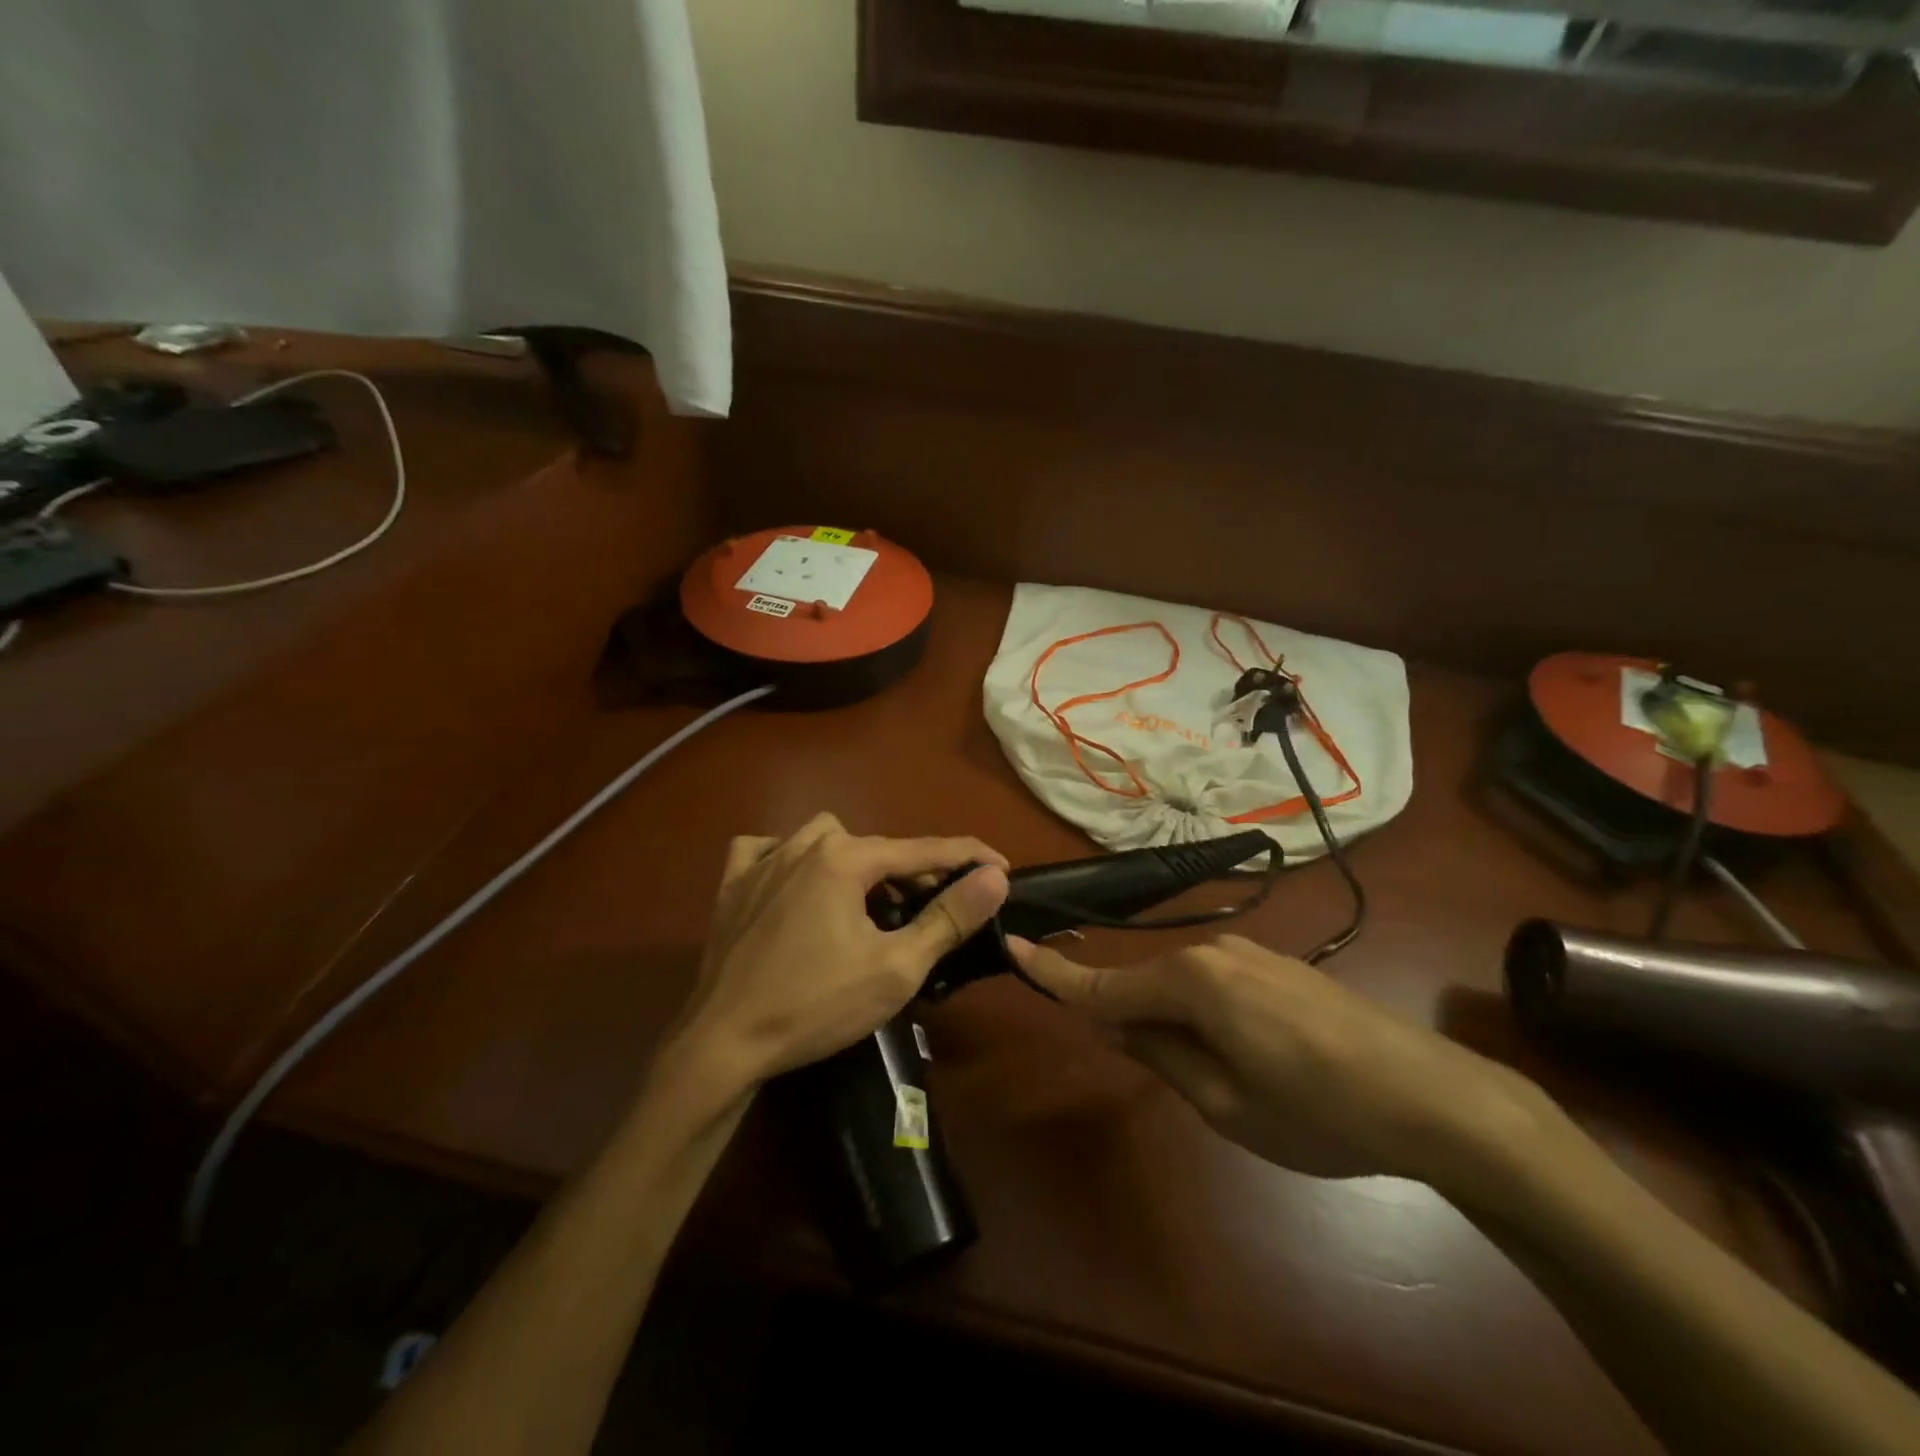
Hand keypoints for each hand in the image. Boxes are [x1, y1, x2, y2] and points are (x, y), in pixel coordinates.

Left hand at [670, 814, 1010, 1085]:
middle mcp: (803, 844)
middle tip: (931, 908)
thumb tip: (994, 876)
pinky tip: (794, 883)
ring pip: (823, 838)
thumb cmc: (816, 1005)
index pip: (923, 848)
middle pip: (875, 846)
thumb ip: (949, 917)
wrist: (722, 1044)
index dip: (968, 857)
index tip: (1001, 866)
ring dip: (854, 861)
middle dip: (911, 870)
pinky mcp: (732, 884)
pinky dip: (788, 859)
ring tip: (867, 901)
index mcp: (845, 858)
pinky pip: (766, 850)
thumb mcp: (896, 968)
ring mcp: (762, 861)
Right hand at [1011, 934, 1552, 1188]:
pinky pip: (1214, 981)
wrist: (1435, 1095)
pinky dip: (1201, 1009)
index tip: (1011, 946)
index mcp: (1191, 982)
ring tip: (1208, 1073)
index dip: (1054, 973)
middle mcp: (1212, 952)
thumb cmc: (1319, 1112)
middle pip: (1143, 982)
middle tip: (1136, 1062)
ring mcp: (1249, 953)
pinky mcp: (1277, 964)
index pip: (1104, 983)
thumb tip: (1110, 1021)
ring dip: (1170, 1018)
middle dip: (1125, 1015)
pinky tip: (1238, 1050)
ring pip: (1180, 983)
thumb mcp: (1225, 1103)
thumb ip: (1159, 1054)